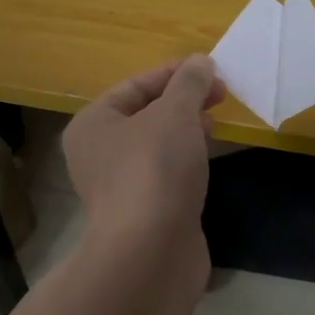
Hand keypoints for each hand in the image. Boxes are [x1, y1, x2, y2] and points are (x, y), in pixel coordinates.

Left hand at [64, 56, 224, 241]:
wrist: (151, 251)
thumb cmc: (155, 169)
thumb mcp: (175, 113)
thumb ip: (189, 83)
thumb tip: (200, 63)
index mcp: (93, 124)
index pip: (135, 86)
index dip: (174, 73)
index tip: (211, 68)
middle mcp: (99, 153)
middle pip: (146, 114)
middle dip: (184, 100)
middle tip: (221, 94)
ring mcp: (120, 185)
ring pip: (157, 145)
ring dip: (186, 129)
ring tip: (216, 122)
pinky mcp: (143, 211)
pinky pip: (165, 172)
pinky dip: (186, 159)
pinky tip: (207, 158)